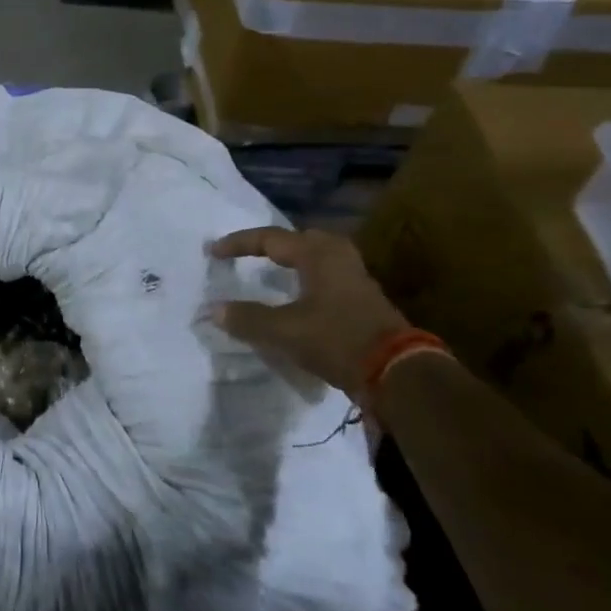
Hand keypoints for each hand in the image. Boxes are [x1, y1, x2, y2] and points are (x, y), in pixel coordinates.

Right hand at [209, 226, 409, 401]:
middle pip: (298, 239)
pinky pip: (326, 276)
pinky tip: (297, 295)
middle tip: (247, 252)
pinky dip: (305, 278)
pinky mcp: (363, 299)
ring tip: (271, 269)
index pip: (269, 238)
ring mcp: (355, 277)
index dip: (238, 243)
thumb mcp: (284, 331)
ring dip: (291, 261)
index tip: (214, 252)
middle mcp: (338, 257)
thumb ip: (247, 318)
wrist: (397, 372)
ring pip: (316, 257)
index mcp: (317, 254)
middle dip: (270, 244)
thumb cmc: (337, 339)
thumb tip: (214, 310)